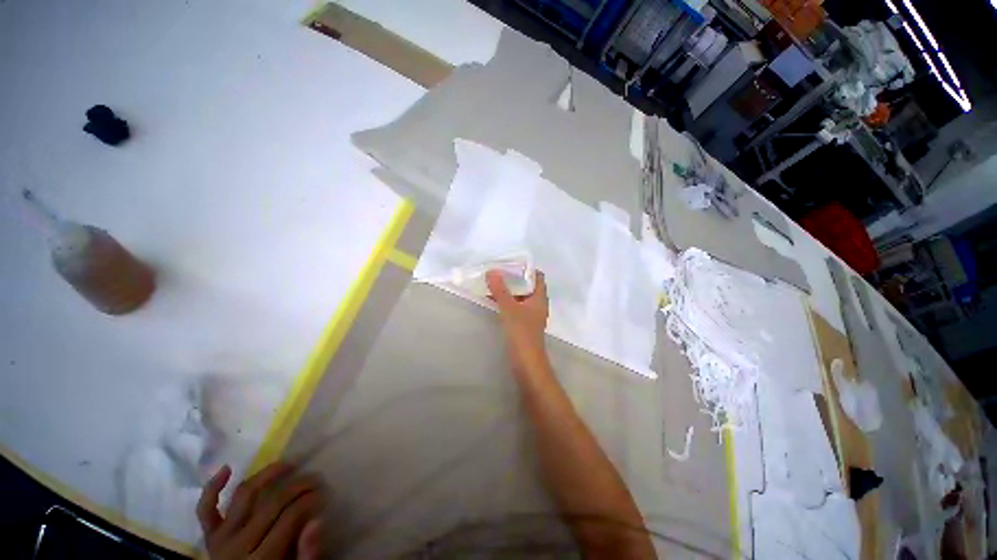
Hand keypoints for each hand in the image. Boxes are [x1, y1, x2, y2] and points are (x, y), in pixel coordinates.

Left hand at [197, 463, 323, 559]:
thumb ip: (307, 554)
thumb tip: (318, 521)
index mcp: (262, 559)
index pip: (290, 517)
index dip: (310, 500)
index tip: (324, 491)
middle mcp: (238, 545)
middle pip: (271, 503)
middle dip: (298, 485)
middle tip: (315, 477)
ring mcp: (221, 538)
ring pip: (244, 495)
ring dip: (267, 474)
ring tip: (289, 463)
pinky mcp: (209, 536)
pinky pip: (205, 509)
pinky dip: (212, 488)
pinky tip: (227, 468)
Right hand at [486, 269, 549, 374]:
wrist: (526, 363)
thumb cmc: (522, 334)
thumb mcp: (510, 309)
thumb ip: (500, 290)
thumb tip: (492, 271)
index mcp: (539, 298)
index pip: (537, 276)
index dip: (526, 268)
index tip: (510, 263)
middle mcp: (537, 305)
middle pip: (527, 285)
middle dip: (513, 278)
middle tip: (497, 272)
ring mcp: (530, 316)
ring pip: (520, 297)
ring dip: (508, 290)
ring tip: (492, 283)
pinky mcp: (523, 325)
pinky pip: (515, 308)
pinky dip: (506, 302)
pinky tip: (493, 301)